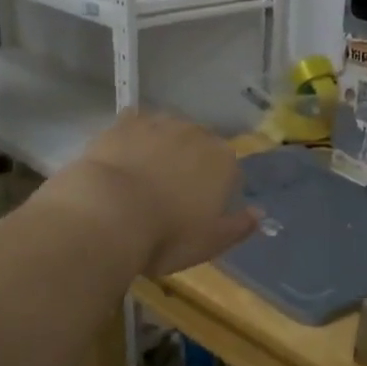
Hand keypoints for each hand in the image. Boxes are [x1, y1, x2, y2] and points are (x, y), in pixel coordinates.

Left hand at [47, 111, 257, 276]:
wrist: (107, 214)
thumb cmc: (166, 236)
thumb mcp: (210, 243)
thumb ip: (239, 227)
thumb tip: (260, 213)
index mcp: (224, 161)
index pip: (230, 172)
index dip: (216, 192)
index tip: (199, 213)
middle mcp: (197, 133)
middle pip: (200, 147)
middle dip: (190, 166)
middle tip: (170, 197)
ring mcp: (159, 123)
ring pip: (169, 133)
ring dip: (163, 149)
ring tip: (143, 178)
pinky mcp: (124, 121)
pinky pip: (136, 126)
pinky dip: (134, 140)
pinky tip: (123, 159)